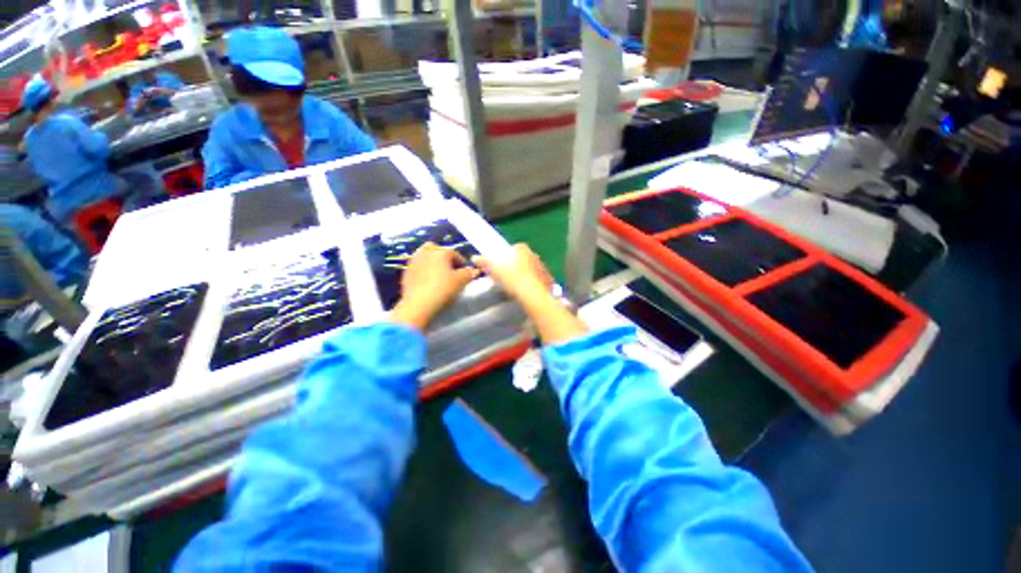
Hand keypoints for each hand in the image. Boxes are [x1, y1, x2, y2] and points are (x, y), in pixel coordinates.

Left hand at [391, 243, 478, 331]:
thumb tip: (474, 270)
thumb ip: (469, 273)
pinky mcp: (406, 272)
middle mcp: (426, 252)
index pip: (454, 253)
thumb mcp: (461, 281)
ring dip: (432, 262)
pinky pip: (418, 266)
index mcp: (441, 252)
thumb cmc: (443, 289)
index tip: (465, 270)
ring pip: (425, 256)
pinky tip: (428, 281)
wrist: (418, 304)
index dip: (461, 262)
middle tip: (449, 268)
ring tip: (438, 274)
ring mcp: (414, 261)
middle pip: (436, 249)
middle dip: (443, 255)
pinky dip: (424, 270)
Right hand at [474, 244, 586, 344]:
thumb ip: (484, 261)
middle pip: (522, 259)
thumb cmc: (511, 277)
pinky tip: (526, 294)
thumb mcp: (493, 268)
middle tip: (507, 278)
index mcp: (521, 248)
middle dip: (516, 267)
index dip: (504, 258)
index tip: (499, 267)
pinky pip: (538, 281)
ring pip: (531, 270)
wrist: (531, 294)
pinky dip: (533, 285)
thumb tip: (475, 258)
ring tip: (516, 288)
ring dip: (525, 276)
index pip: (512, 249)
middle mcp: (534, 255)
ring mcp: (543, 267)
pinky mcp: (548, 279)